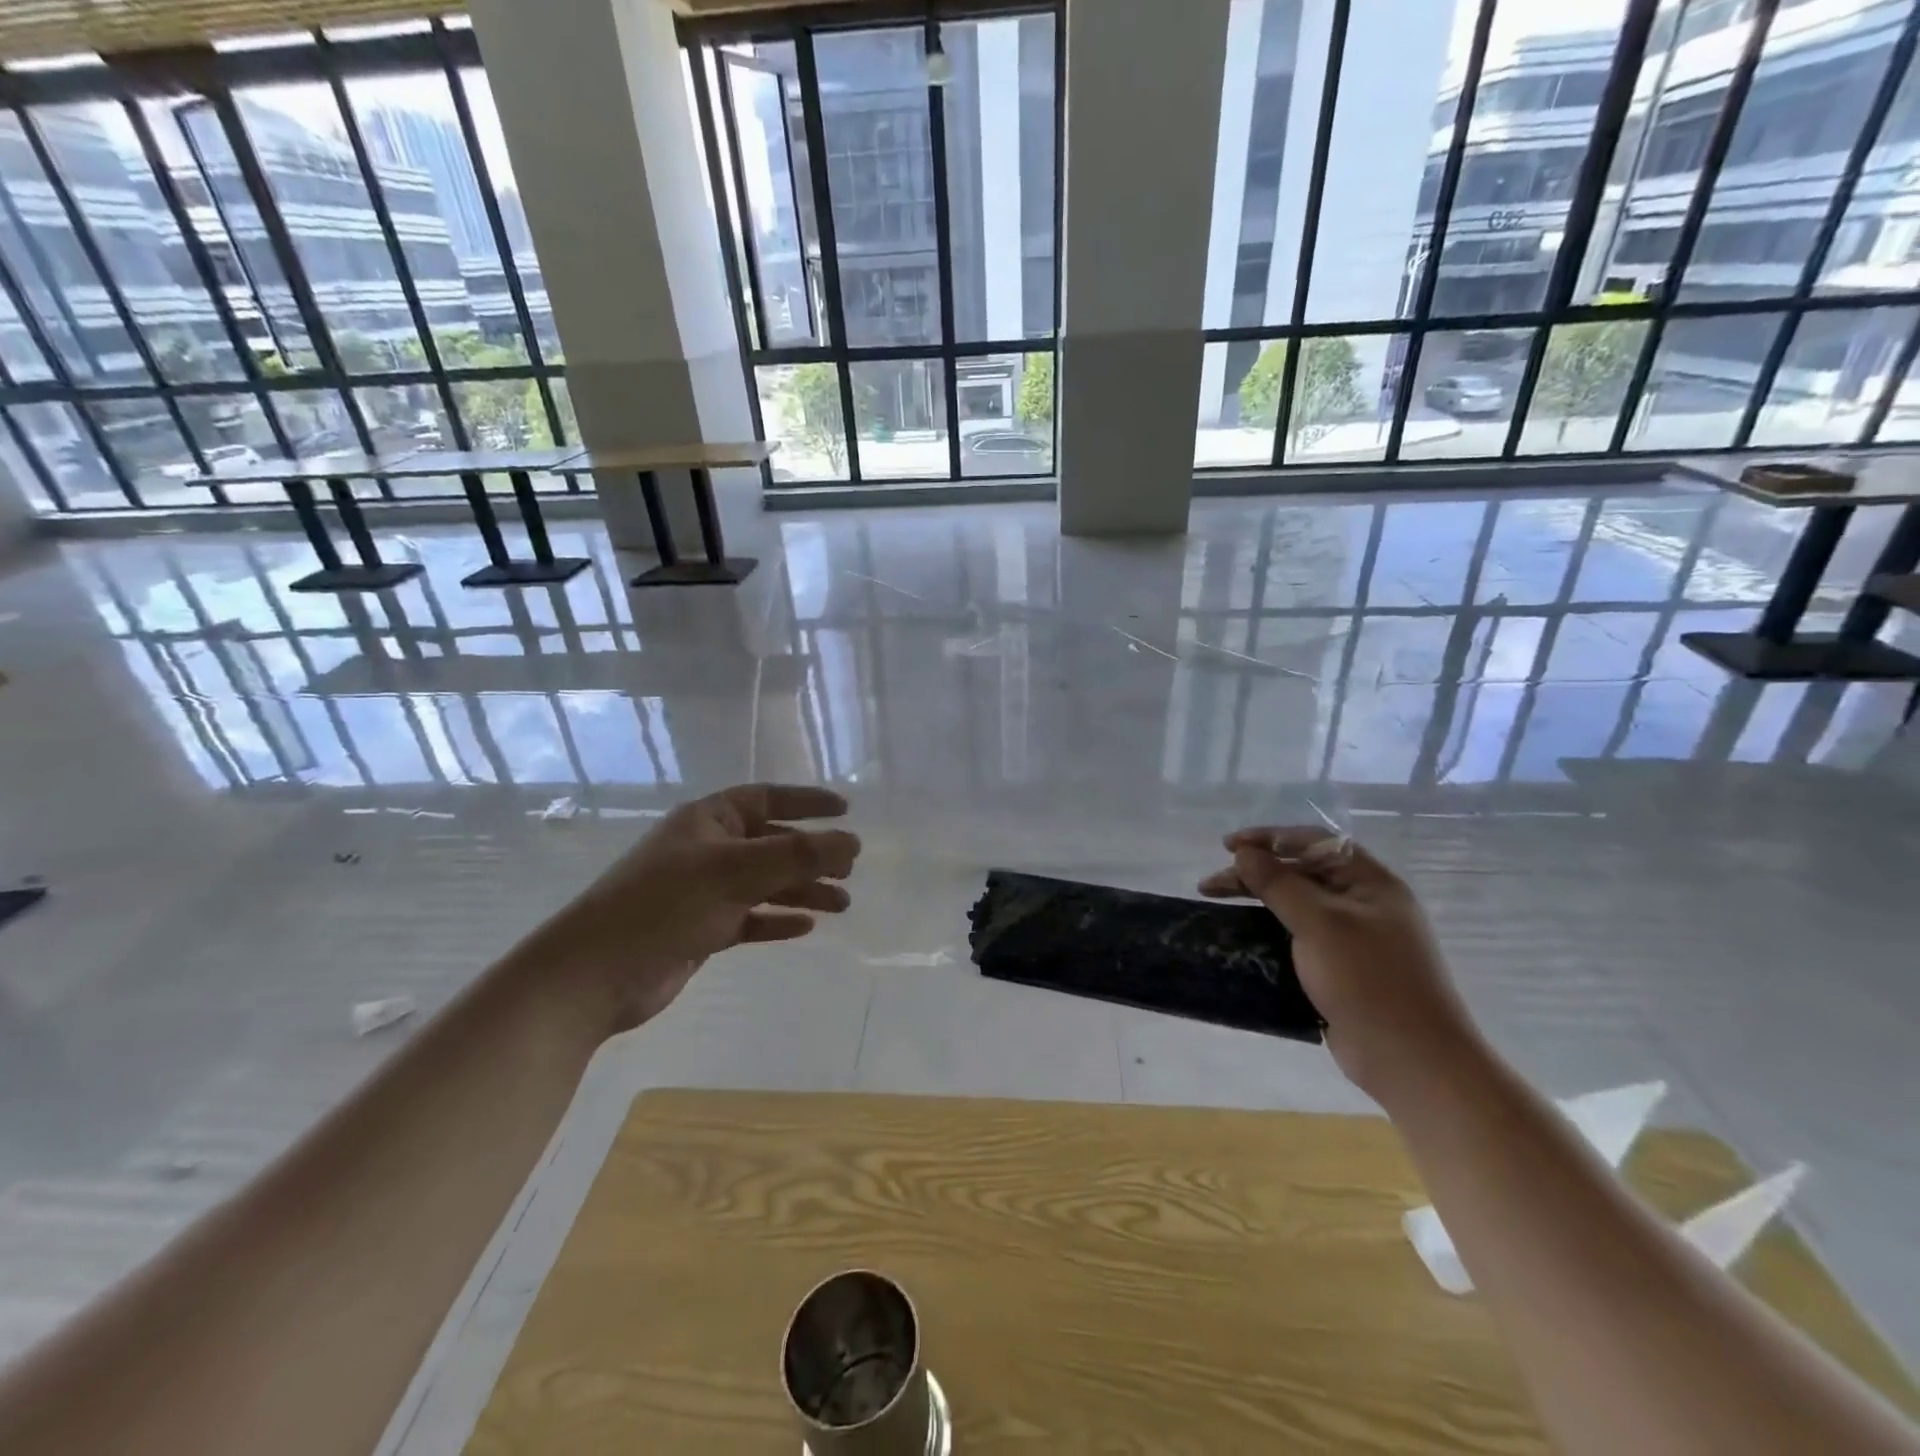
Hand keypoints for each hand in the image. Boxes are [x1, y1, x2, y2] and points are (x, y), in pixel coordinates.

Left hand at [543, 784, 858, 1029]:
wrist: (593, 975)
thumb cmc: (663, 905)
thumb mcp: (735, 871)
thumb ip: (797, 855)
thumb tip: (852, 841)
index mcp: (708, 821)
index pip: (766, 799)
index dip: (806, 802)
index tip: (845, 810)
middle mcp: (707, 850)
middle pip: (772, 844)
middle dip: (812, 856)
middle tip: (849, 871)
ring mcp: (703, 891)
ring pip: (765, 884)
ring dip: (802, 891)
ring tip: (841, 906)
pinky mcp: (701, 930)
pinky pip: (751, 918)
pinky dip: (777, 920)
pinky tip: (805, 927)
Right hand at [1198, 827, 1480, 1105]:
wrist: (1411, 1060)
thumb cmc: (1368, 981)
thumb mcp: (1318, 923)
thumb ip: (1278, 883)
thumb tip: (1245, 852)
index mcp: (1370, 882)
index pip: (1314, 842)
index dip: (1268, 838)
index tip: (1228, 846)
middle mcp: (1364, 903)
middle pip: (1301, 872)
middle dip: (1255, 872)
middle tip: (1210, 884)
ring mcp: (1355, 937)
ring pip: (1297, 904)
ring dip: (1258, 899)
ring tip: (1219, 903)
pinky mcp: (1343, 968)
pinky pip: (1300, 935)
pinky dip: (1270, 928)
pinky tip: (1245, 935)